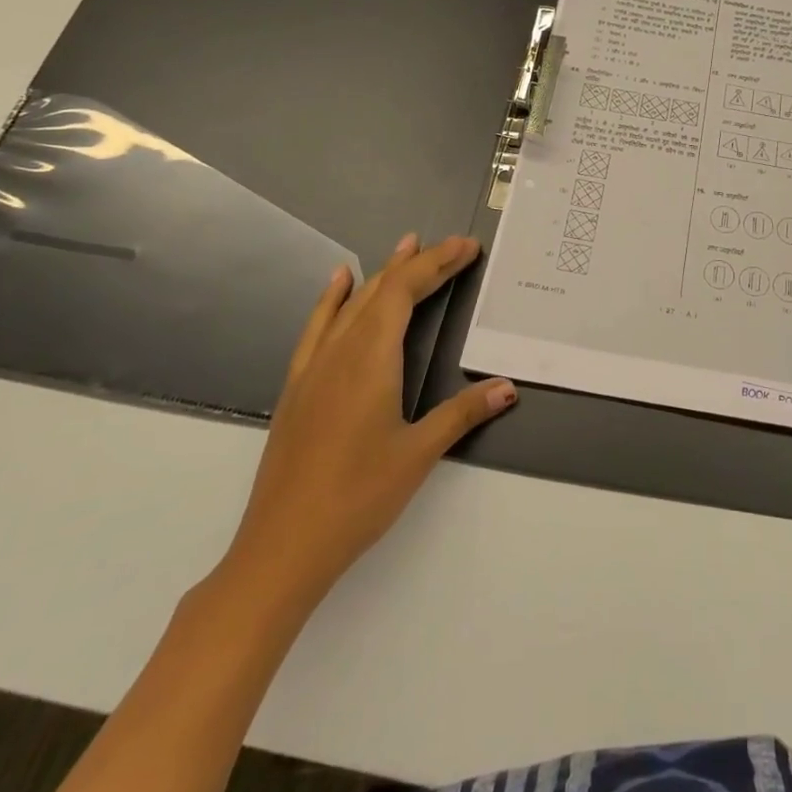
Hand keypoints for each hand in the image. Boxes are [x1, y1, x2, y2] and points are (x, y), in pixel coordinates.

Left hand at [215, 233, 516, 622]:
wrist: (282, 546)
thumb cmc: (358, 496)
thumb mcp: (419, 453)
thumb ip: (463, 413)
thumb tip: (508, 387)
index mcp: (371, 359)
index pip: (405, 293)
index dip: (437, 264)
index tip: (466, 247)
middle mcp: (340, 352)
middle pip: (382, 292)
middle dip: (419, 264)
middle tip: (453, 246)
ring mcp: (314, 368)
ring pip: (351, 305)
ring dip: (381, 273)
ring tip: (405, 246)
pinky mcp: (299, 387)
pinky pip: (318, 327)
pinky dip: (333, 299)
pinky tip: (338, 285)